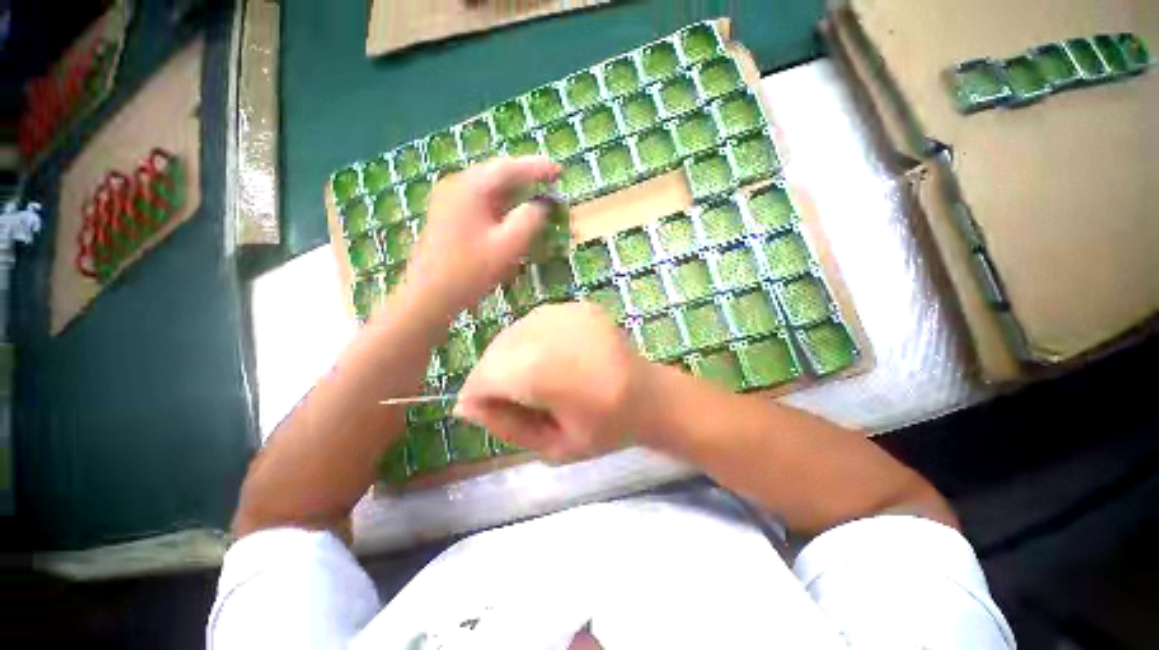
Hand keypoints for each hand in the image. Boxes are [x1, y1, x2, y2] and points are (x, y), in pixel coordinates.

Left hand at [399, 156, 561, 321]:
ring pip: (488, 186)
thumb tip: (542, 204)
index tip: (560, 171)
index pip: (510, 167)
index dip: (538, 167)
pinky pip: (479, 199)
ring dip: (513, 190)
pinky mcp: (447, 213)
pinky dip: (500, 202)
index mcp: (471, 187)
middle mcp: (457, 184)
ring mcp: (448, 198)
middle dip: (525, 176)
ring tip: (535, 195)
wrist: (429, 295)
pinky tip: (510, 211)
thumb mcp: (508, 246)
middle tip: (550, 181)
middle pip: (497, 172)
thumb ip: (530, 219)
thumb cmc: (470, 271)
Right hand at [453, 303, 652, 461]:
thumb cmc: (605, 429)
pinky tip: (554, 358)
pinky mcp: (577, 306)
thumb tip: (465, 404)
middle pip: (496, 350)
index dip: (478, 396)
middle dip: (493, 375)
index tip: (486, 411)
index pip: (484, 376)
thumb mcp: (551, 446)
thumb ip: (505, 425)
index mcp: (541, 370)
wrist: (649, 395)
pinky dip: (534, 341)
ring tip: (535, 378)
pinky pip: (536, 322)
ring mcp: (564, 312)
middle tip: (513, 398)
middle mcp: (547, 331)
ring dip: (512, 356)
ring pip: (514, 333)